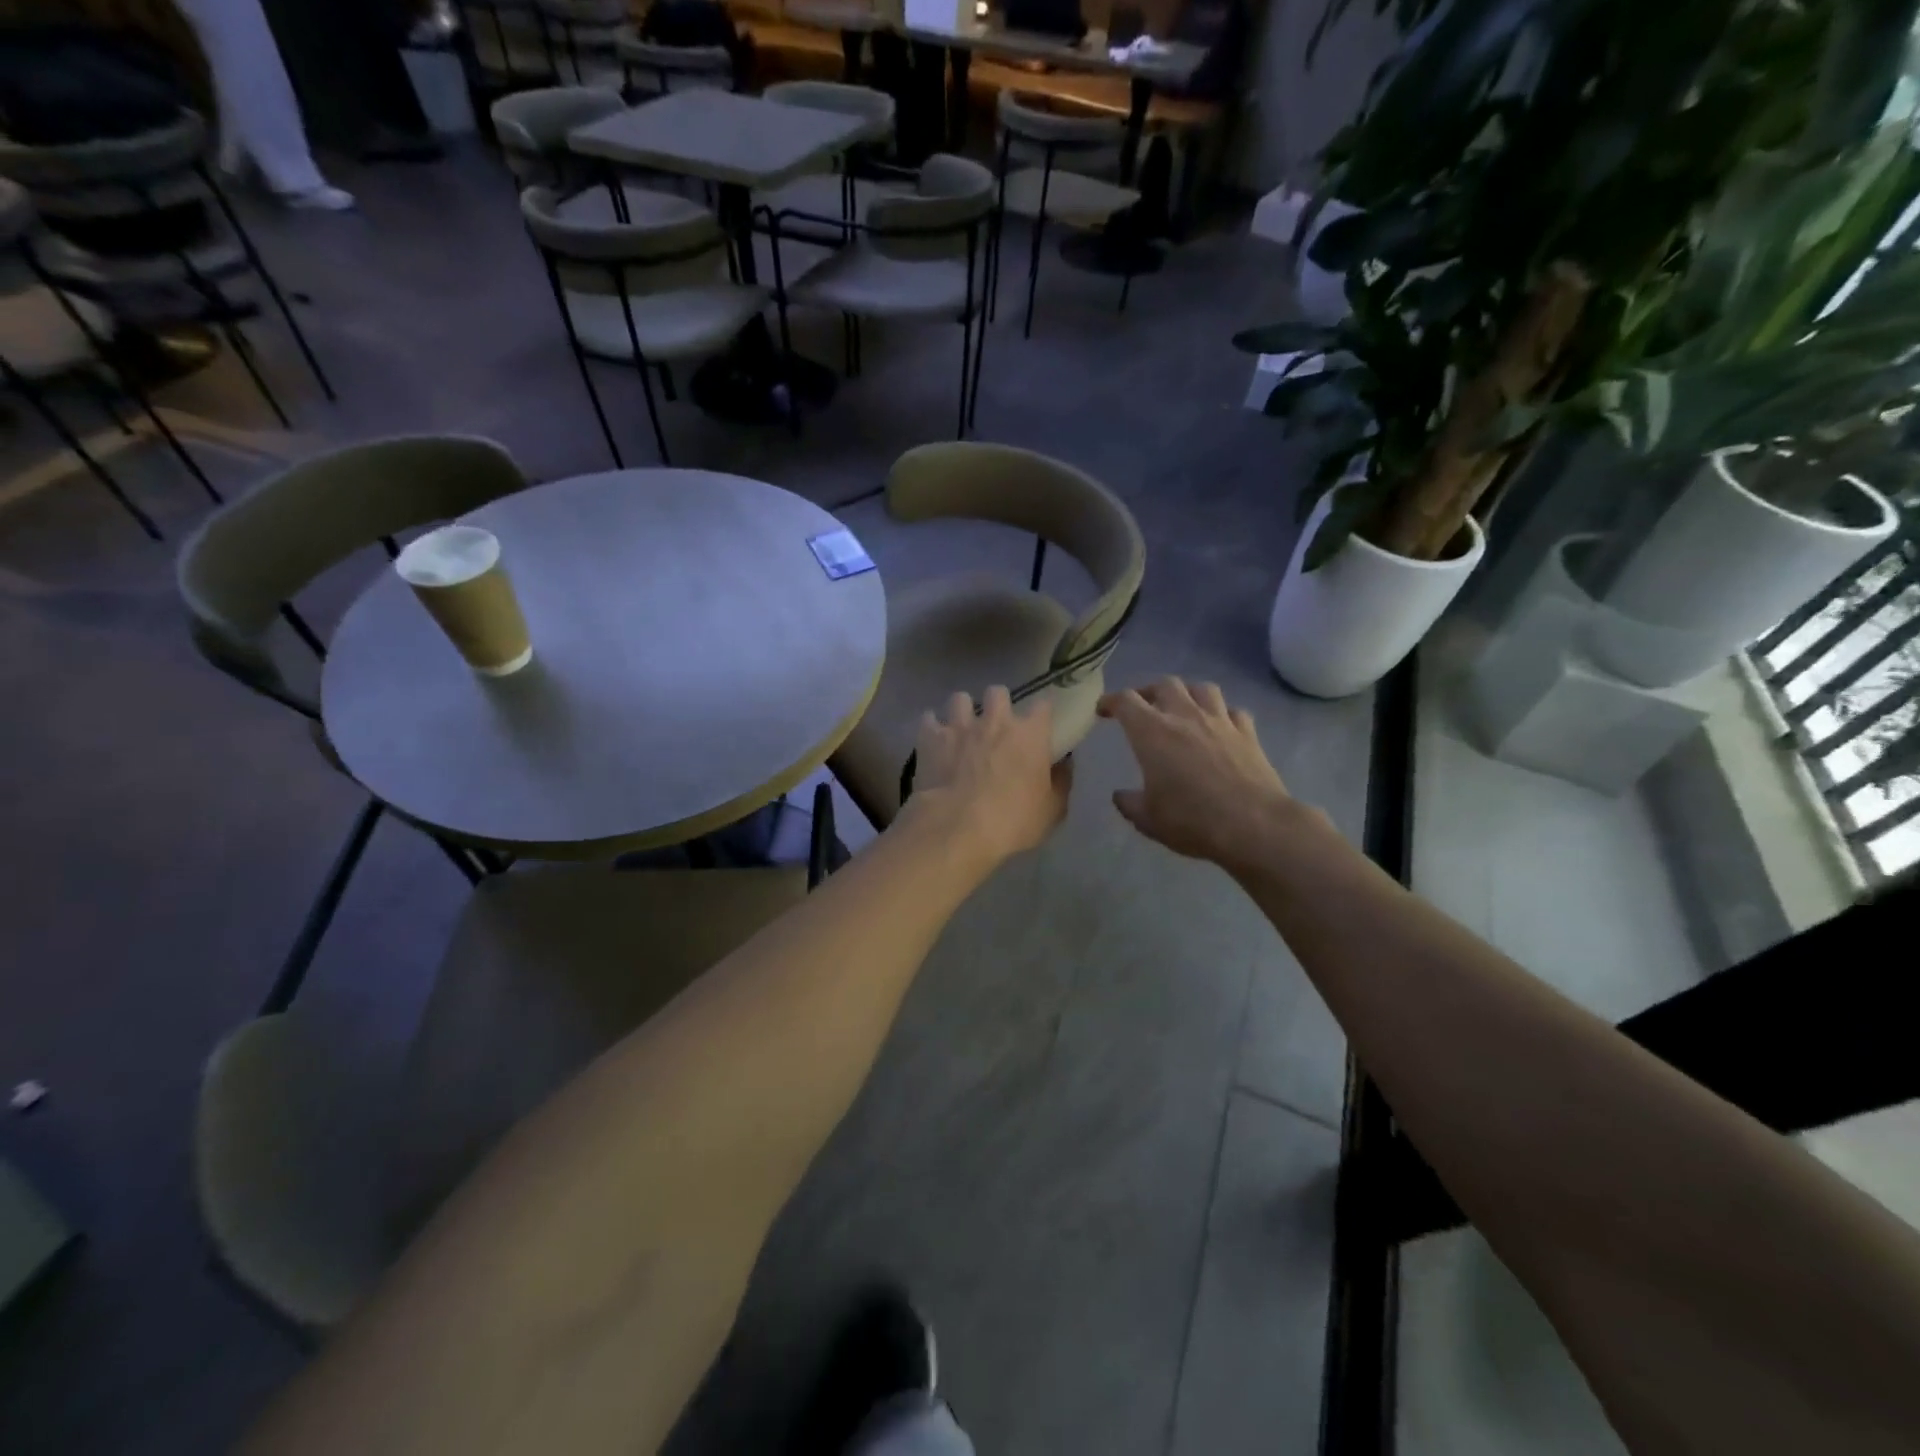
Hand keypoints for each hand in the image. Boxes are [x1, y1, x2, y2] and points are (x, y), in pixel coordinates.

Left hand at [903, 687, 1070, 869]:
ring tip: (961, 728)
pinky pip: (928, 719)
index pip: (1043, 706)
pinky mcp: (930, 738)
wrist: (957, 828)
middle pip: (998, 692)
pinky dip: (931, 727)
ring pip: (960, 699)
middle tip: (995, 725)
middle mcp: (995, 721)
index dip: (1041, 713)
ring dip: (962, 711)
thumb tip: (1063, 765)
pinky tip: (933, 740)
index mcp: (1030, 734)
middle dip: (997, 704)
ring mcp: (960, 726)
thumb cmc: (1013, 822)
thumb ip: (1060, 782)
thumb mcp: (1052, 810)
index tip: (1040, 724)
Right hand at [1097, 677, 1309, 872]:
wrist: (1254, 825)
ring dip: (1188, 694)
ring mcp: (1220, 722)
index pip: (1126, 701)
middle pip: (1165, 684)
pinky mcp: (1248, 734)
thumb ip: (1130, 804)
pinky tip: (1220, 727)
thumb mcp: (1148, 820)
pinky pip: (1233, 711)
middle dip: (1149, 691)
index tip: (1103, 710)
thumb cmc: (1191, 820)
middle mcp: (1185, 716)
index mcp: (1152, 733)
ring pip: (1202, 688)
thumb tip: (1120, 796)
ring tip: (1182, 708)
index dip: (1111, 701)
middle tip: (1143, 708)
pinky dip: (1222, 714)